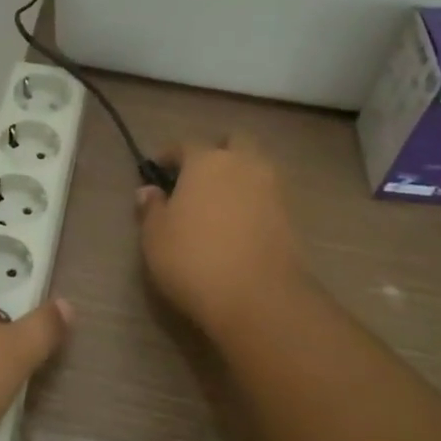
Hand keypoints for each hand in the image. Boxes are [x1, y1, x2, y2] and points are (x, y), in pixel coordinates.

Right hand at [134, 134, 305, 342]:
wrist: (257, 297)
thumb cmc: (193, 259)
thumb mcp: (155, 236)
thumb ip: (152, 208)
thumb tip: (149, 191)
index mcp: (206, 161)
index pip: (185, 145)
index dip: (170, 156)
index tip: (158, 169)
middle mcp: (243, 165)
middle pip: (234, 143)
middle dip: (218, 152)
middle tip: (199, 175)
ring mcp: (272, 189)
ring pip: (256, 166)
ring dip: (239, 175)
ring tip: (219, 201)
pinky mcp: (291, 216)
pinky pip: (267, 195)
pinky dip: (253, 200)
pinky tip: (238, 222)